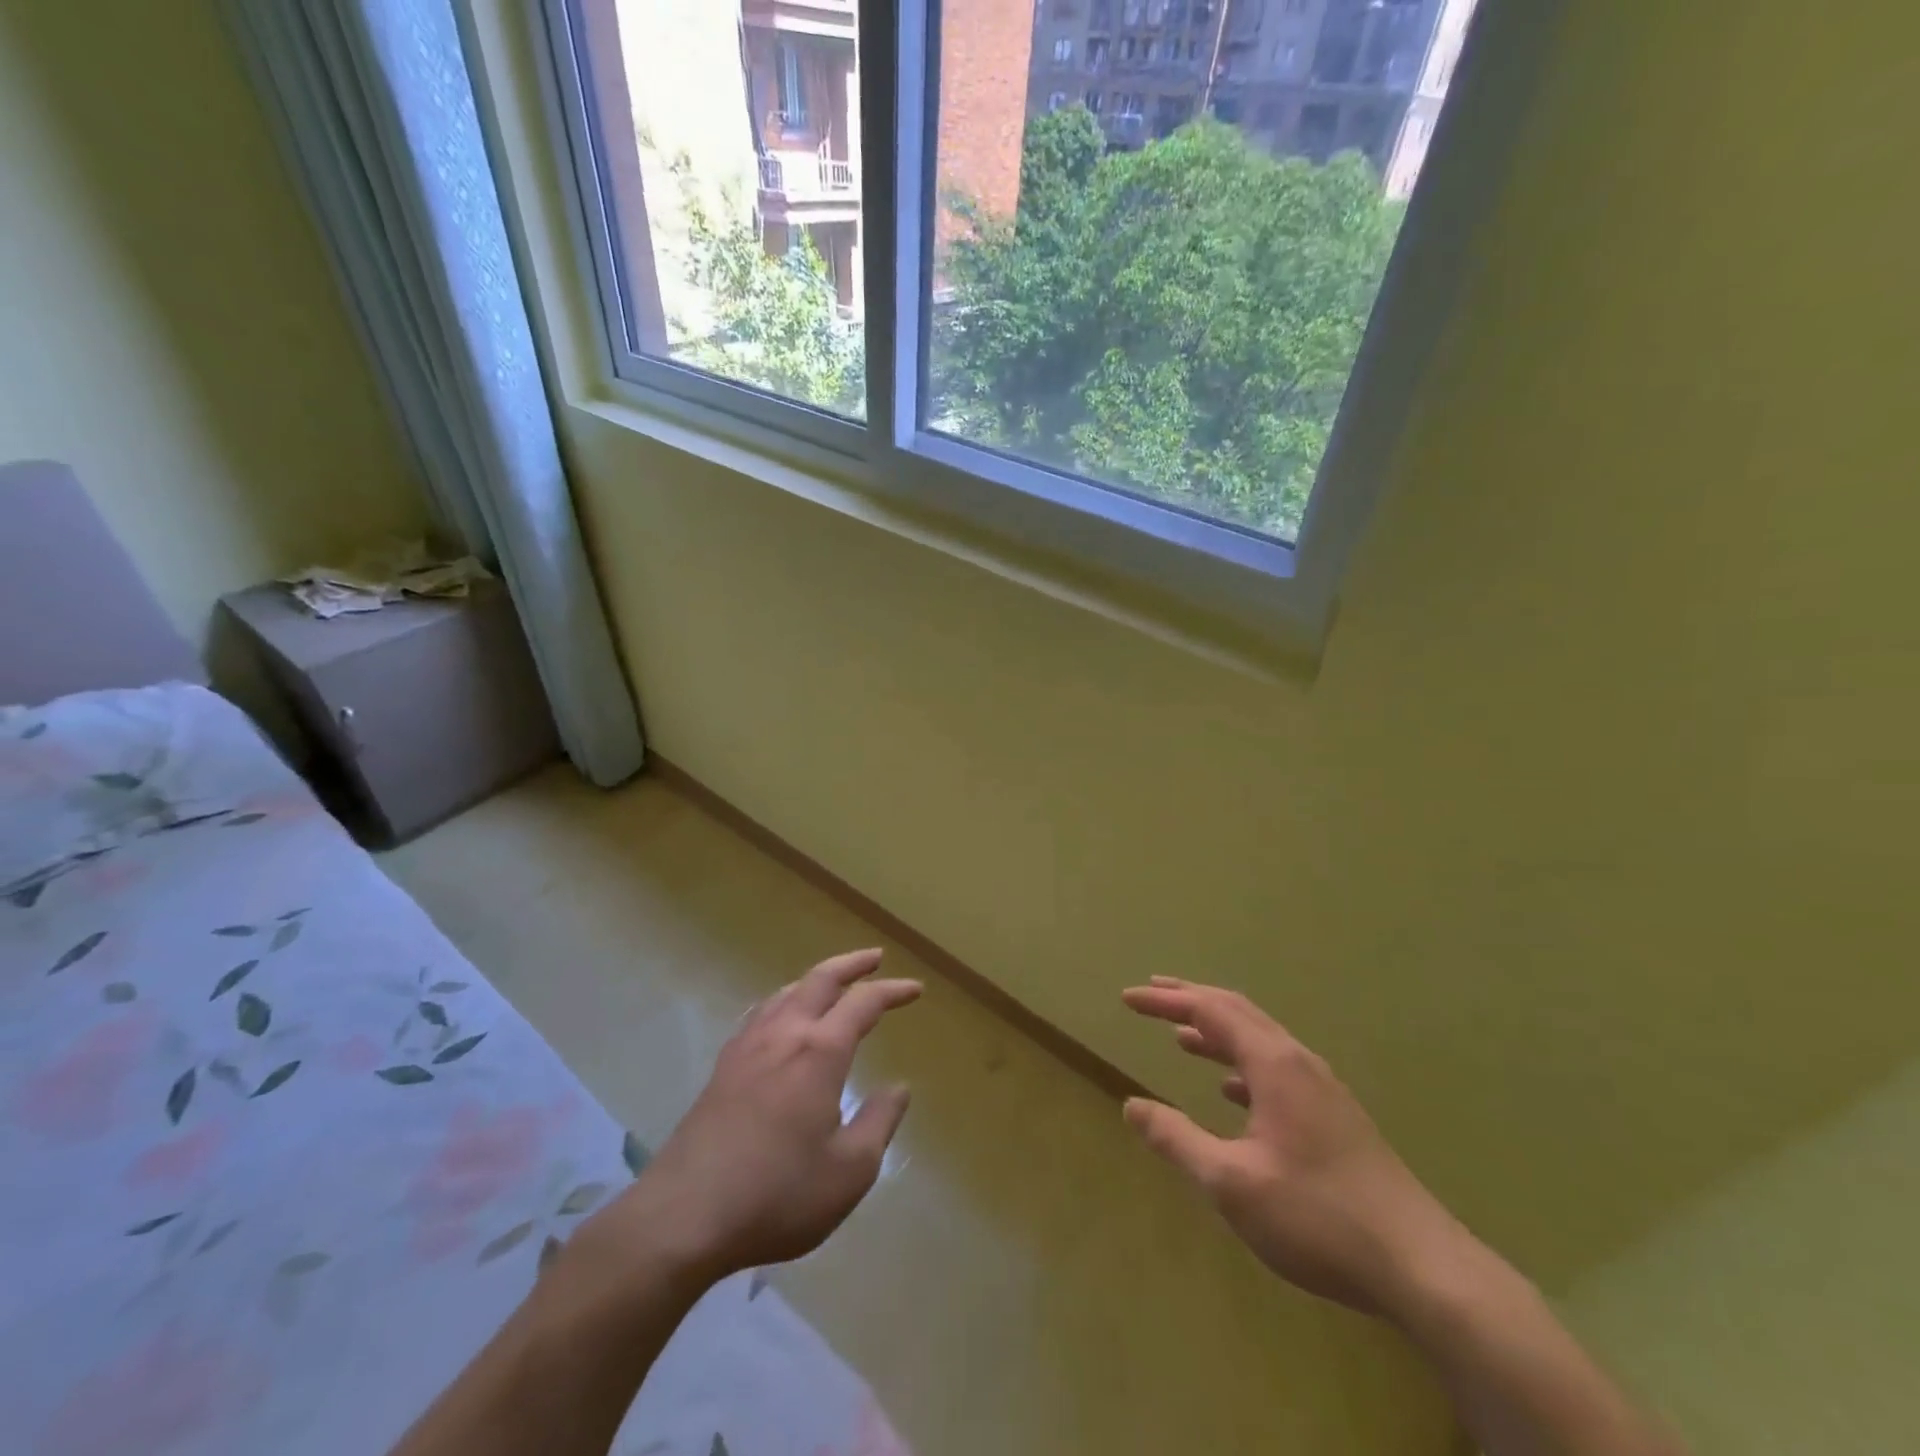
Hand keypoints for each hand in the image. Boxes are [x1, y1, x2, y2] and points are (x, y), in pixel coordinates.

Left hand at [572, 949, 920, 1291]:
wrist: (684, 1216)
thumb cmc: (778, 1194)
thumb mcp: (849, 1171)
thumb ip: (879, 1122)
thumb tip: (898, 1088)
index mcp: (820, 1051)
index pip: (863, 1003)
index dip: (892, 991)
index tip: (915, 989)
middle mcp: (784, 1035)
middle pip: (820, 980)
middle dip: (852, 964)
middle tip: (875, 957)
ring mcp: (748, 1048)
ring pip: (786, 992)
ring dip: (816, 980)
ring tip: (832, 984)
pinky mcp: (723, 1068)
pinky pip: (760, 1014)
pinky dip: (783, 1001)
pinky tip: (780, 1017)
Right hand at [1121, 976, 1468, 1319]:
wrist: (1422, 1266)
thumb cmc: (1318, 1217)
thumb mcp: (1231, 1183)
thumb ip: (1177, 1140)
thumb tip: (1131, 1106)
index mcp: (1273, 1064)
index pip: (1209, 1010)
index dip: (1165, 1001)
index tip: (1127, 998)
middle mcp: (1298, 1062)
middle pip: (1237, 1011)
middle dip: (1191, 1000)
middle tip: (1151, 994)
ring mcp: (1322, 1088)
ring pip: (1260, 1039)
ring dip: (1217, 1031)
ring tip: (1181, 1035)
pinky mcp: (1335, 1116)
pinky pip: (1277, 1069)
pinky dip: (1242, 1065)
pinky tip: (1231, 1092)